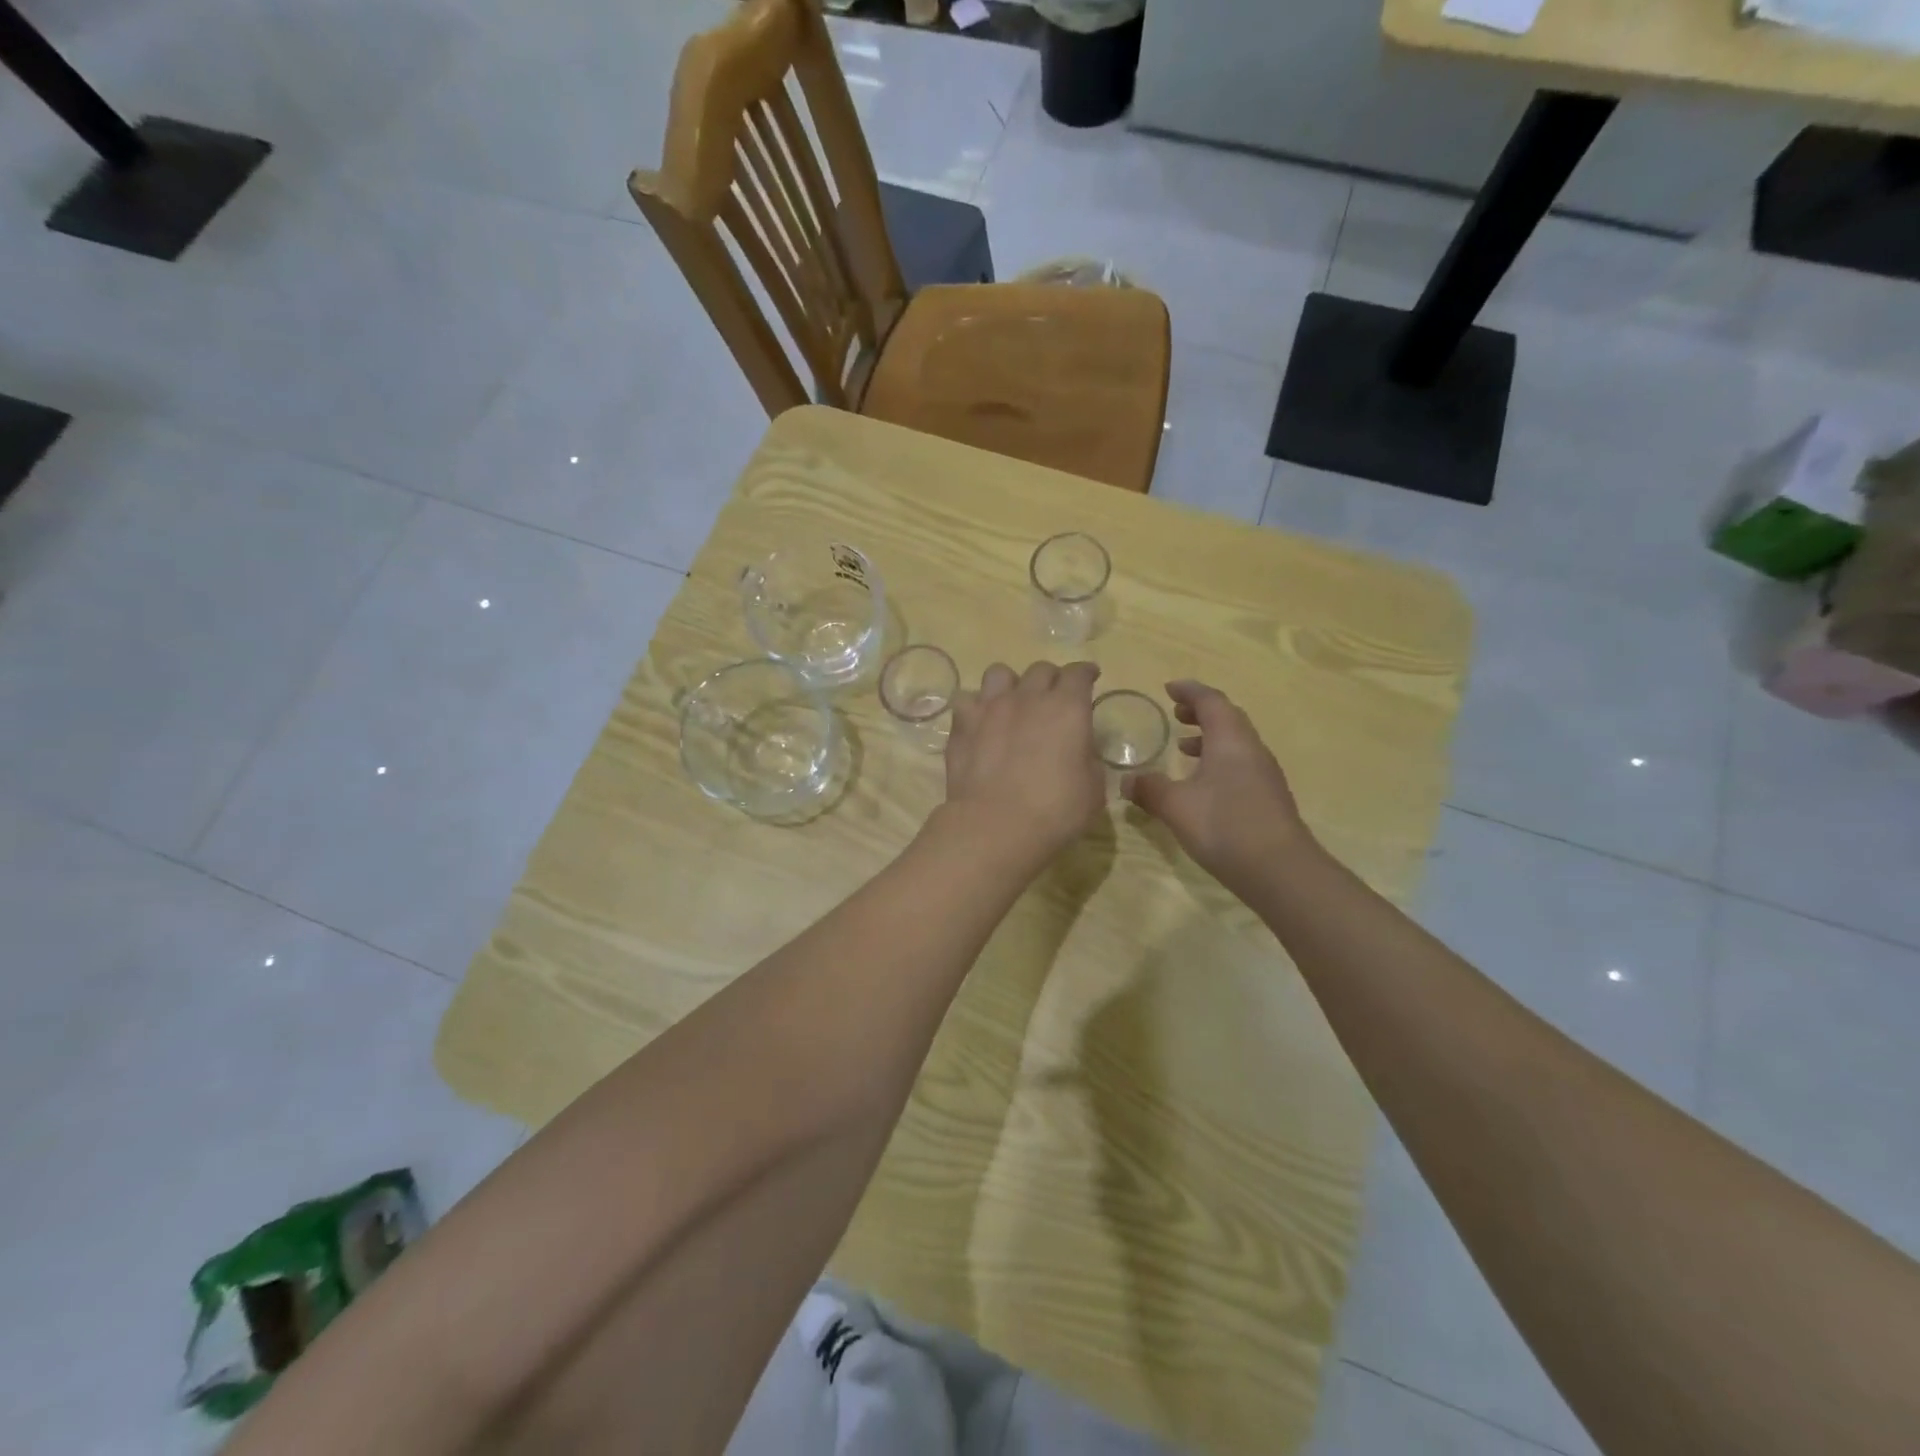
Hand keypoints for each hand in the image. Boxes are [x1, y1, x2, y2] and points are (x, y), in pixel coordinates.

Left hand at [941, 660, 1104, 867]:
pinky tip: (981, 723)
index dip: (1086, 673)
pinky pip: (968, 700)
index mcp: (1067, 708)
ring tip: (1012, 703)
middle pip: (1041, 670)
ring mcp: (991, 707)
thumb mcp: (1093, 790)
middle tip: (1053, 698)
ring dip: (1011, 684)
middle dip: (1051, 680)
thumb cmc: (1055, 811)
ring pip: (1000, 673)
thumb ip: (1089, 760)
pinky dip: (976, 708)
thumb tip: (1079, 751)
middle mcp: (1029, 697)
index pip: (1079, 674)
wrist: (996, 825)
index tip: (1090, 677)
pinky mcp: (963, 724)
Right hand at [1124, 681, 1314, 898]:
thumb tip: (1126, 780)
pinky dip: (1219, 760)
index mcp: (1230, 740)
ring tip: (1183, 747)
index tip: (1169, 688)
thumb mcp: (1176, 806)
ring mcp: (1264, 774)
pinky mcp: (1268, 797)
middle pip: (1228, 717)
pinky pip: (1240, 763)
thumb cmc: (1225, 826)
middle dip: (1200, 711)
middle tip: (1175, 713)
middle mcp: (1251, 749)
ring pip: (1236, 742)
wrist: (1280, 870)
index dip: (1189, 691)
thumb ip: (1149, 789)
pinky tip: (1202, 785)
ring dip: (1209, 737)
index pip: (1211, 701)